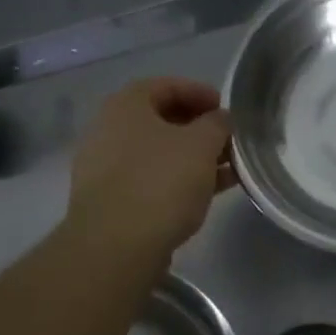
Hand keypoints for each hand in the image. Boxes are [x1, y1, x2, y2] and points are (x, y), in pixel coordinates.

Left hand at [64, 77, 233, 260]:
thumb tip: (221, 119)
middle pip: (162, 119)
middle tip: (229, 141)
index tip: (227, 111)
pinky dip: (179, 180)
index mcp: (126, 104)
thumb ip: (217, 124)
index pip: (168, 86)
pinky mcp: (111, 201)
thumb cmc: (160, 182)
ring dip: (193, 157)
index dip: (201, 93)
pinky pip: (151, 179)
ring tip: (228, 170)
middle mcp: (109, 129)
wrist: (115, 248)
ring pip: (159, 153)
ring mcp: (105, 167)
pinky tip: (207, 194)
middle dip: (200, 129)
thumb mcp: (202, 144)